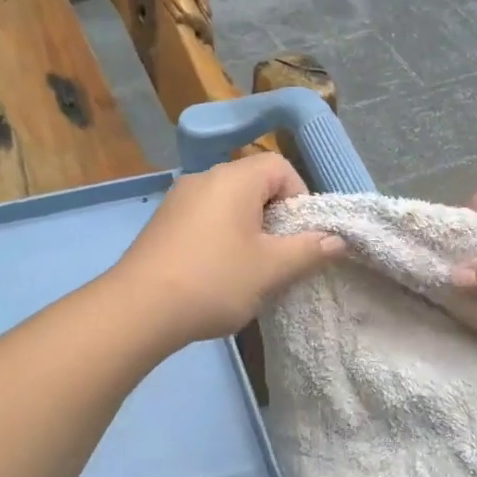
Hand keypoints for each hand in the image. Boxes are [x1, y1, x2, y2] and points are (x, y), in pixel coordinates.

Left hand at [114, 153, 344, 343]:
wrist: (138, 309)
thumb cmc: (214, 281)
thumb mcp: (271, 269)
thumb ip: (309, 251)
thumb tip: (337, 240)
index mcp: (234, 178)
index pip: (280, 167)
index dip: (300, 198)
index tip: (298, 237)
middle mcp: (204, 178)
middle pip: (254, 185)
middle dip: (274, 219)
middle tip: (277, 258)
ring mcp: (178, 200)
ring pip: (228, 205)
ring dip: (247, 232)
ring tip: (248, 271)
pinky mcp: (161, 224)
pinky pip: (204, 220)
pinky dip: (220, 239)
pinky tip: (215, 275)